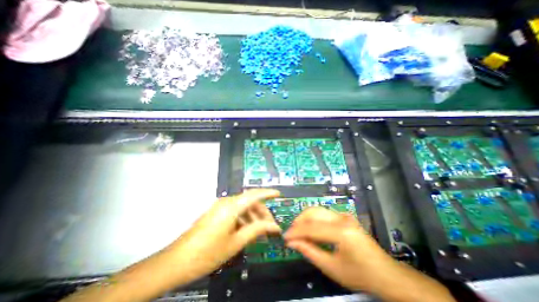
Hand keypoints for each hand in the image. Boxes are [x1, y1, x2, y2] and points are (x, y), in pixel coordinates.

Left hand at [171, 190, 282, 281]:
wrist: (176, 262)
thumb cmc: (208, 253)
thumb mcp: (236, 242)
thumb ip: (256, 230)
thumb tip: (274, 226)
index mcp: (231, 206)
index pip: (254, 194)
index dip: (267, 192)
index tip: (278, 194)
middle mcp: (226, 202)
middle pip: (249, 201)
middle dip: (261, 212)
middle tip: (270, 226)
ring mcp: (220, 207)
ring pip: (242, 207)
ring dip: (253, 216)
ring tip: (260, 231)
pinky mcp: (216, 213)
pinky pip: (234, 211)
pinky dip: (244, 218)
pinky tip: (247, 230)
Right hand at [284, 207, 394, 291]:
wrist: (385, 273)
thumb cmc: (360, 275)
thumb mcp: (332, 268)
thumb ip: (310, 252)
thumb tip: (292, 243)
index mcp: (341, 232)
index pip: (311, 227)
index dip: (296, 232)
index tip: (285, 238)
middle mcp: (342, 218)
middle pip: (313, 212)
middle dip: (299, 221)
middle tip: (292, 233)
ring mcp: (344, 216)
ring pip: (317, 210)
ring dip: (305, 219)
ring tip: (299, 232)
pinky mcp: (344, 217)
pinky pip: (324, 214)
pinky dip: (313, 220)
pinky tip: (310, 230)